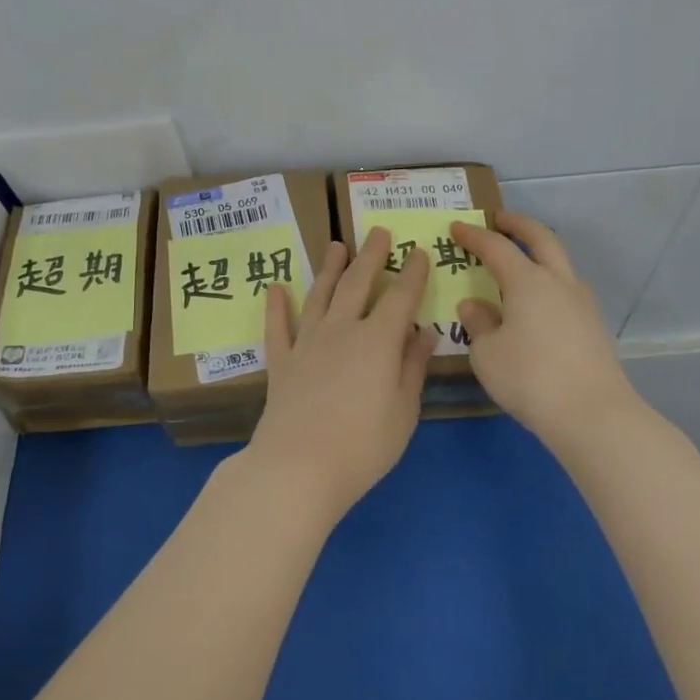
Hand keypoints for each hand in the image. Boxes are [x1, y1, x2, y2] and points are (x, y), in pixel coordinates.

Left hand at [242, 227, 439, 520]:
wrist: (299, 467)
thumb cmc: (363, 445)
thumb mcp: (404, 410)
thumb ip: (413, 366)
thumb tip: (423, 331)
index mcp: (378, 340)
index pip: (400, 297)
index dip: (412, 273)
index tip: (419, 251)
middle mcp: (342, 329)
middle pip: (358, 283)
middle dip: (371, 256)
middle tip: (377, 231)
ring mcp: (307, 342)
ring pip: (320, 295)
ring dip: (329, 268)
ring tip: (336, 246)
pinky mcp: (281, 361)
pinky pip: (278, 327)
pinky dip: (277, 306)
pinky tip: (276, 288)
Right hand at [450, 212, 639, 449]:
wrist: (593, 415)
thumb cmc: (530, 378)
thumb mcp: (487, 353)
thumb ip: (478, 324)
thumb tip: (474, 305)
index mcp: (528, 281)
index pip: (497, 247)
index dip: (475, 235)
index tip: (456, 227)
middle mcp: (558, 282)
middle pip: (541, 239)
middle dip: (518, 225)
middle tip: (498, 219)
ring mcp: (582, 303)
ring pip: (559, 264)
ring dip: (538, 254)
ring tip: (517, 264)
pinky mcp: (593, 326)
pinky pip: (566, 290)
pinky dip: (547, 283)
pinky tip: (535, 304)